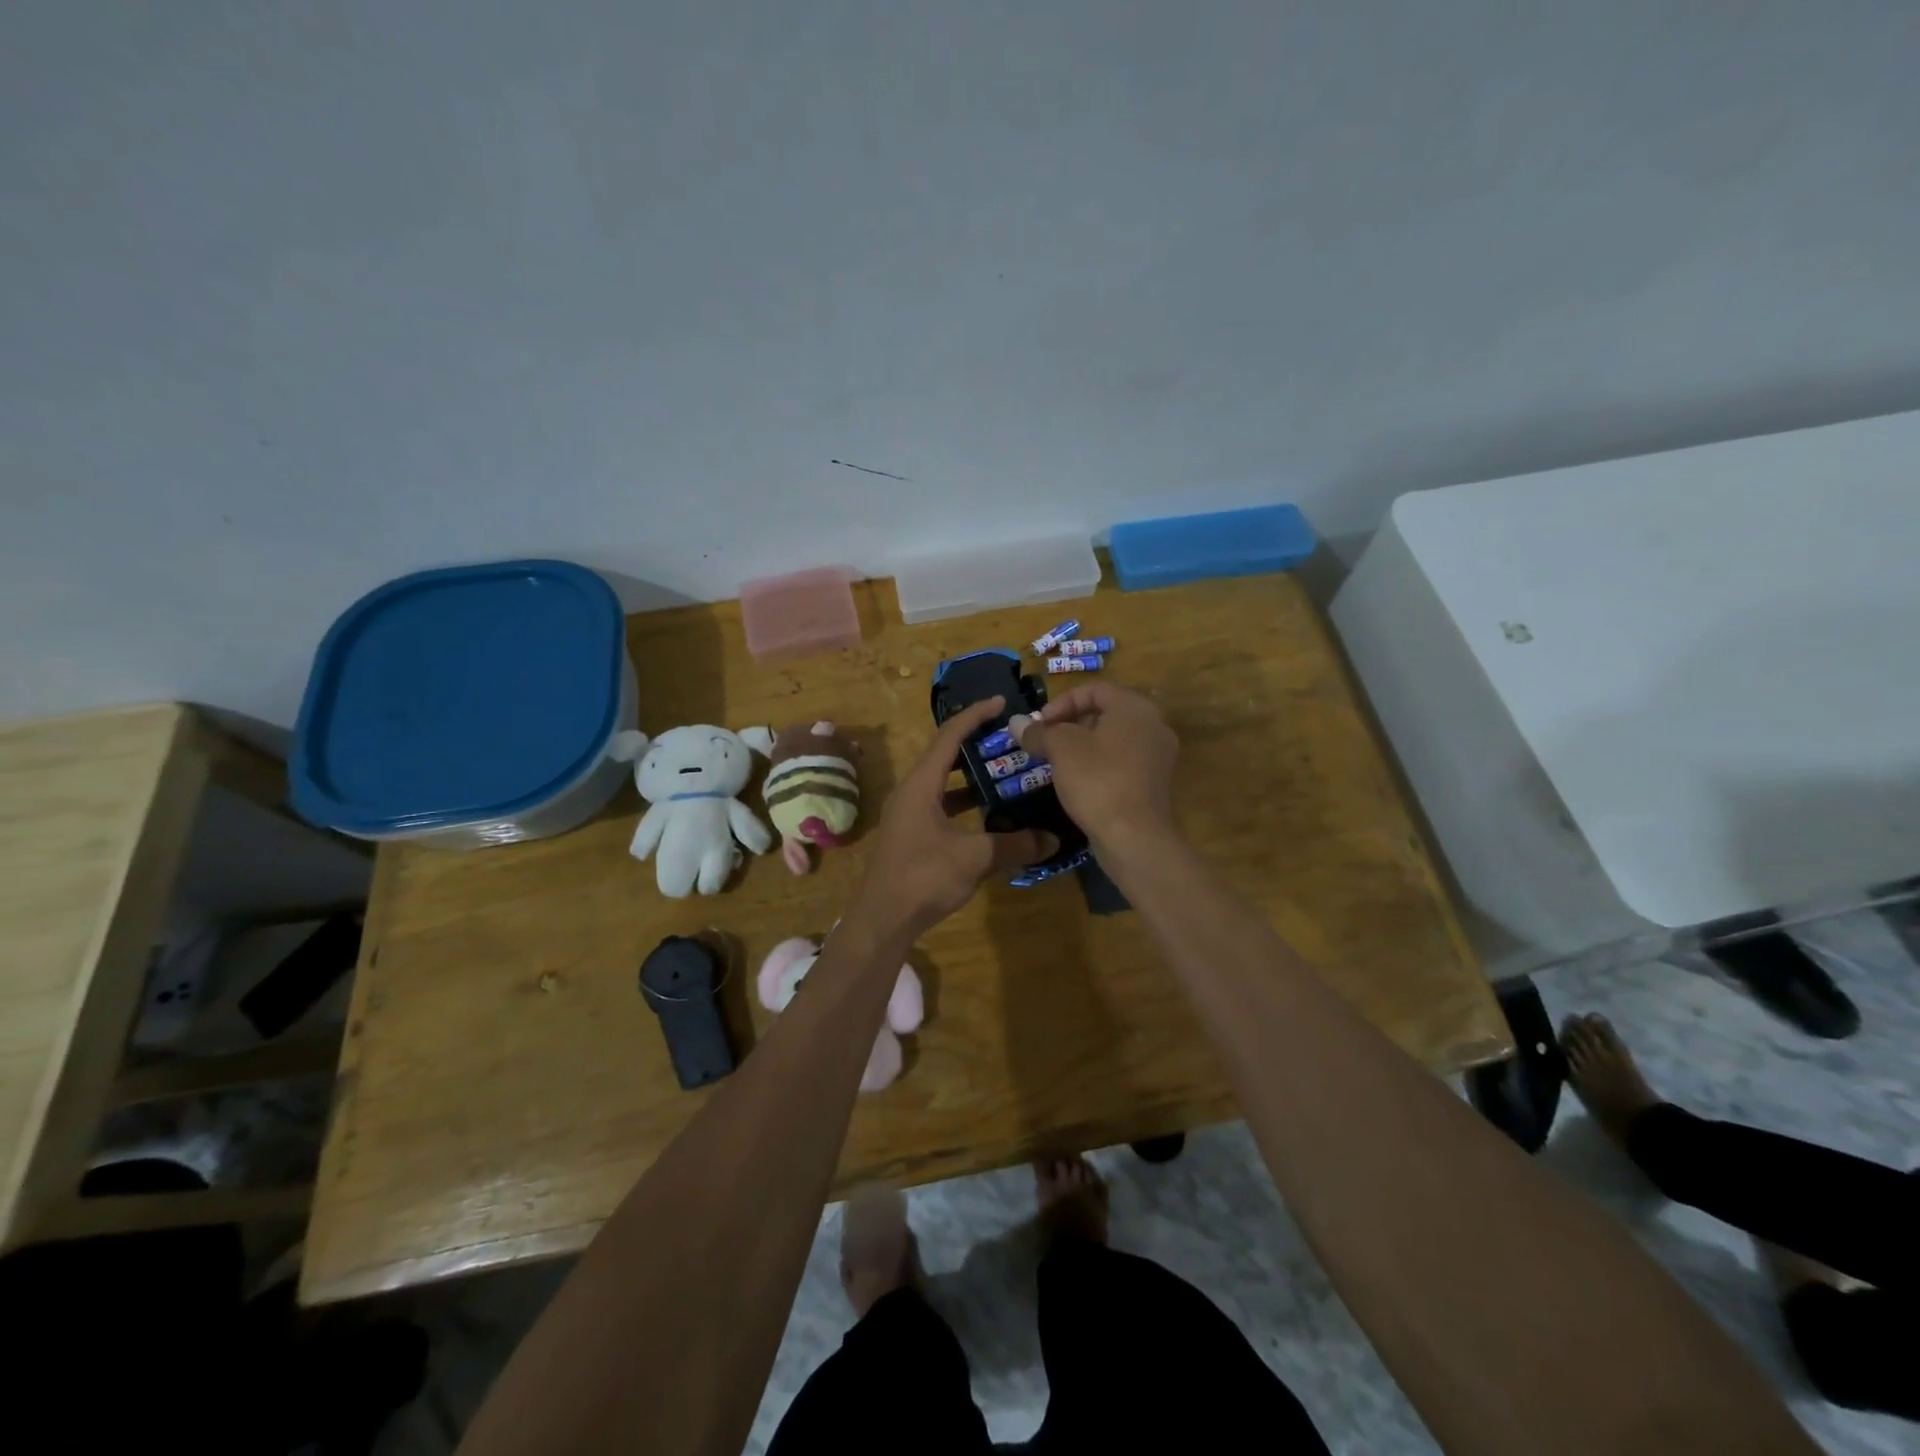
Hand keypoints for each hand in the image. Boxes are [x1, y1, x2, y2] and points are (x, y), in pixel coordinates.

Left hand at [850, 697, 1054, 939]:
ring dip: (971, 777)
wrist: (882, 919)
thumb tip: (1053, 839)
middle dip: (976, 743)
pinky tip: (990, 815)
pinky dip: (965, 804)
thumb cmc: (923, 877)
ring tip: (1006, 772)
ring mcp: (909, 814)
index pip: (949, 736)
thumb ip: (1014, 844)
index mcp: (921, 784)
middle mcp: (911, 792)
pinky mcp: (912, 835)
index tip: (1001, 702)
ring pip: (944, 784)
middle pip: (945, 755)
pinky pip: (942, 806)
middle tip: (1010, 739)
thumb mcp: (974, 858)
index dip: (974, 715)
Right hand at [1017, 683, 1179, 853]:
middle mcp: (1154, 724)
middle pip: (1106, 712)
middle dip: (1071, 723)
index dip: (1062, 702)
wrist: (1134, 837)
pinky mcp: (1155, 782)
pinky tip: (1079, 782)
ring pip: (1114, 738)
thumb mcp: (1061, 749)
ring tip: (1058, 762)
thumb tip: (1015, 722)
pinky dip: (1100, 763)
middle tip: (1047, 741)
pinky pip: (1123, 761)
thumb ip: (1038, 732)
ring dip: (1084, 744)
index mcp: (1134, 707)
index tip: (1040, 724)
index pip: (1095, 689)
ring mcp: (1158, 755)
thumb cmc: (1097, 780)